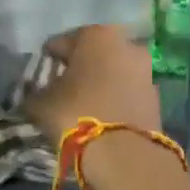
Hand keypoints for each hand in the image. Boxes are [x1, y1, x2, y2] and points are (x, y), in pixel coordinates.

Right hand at [22, 25, 162, 142]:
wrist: (124, 154)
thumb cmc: (76, 114)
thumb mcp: (41, 103)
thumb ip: (34, 93)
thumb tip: (32, 94)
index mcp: (95, 35)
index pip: (61, 43)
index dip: (47, 60)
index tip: (39, 77)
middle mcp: (126, 44)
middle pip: (92, 54)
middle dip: (78, 68)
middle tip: (62, 89)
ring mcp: (146, 70)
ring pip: (113, 71)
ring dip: (100, 83)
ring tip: (83, 104)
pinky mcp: (156, 96)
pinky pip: (127, 91)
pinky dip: (115, 98)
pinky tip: (103, 115)